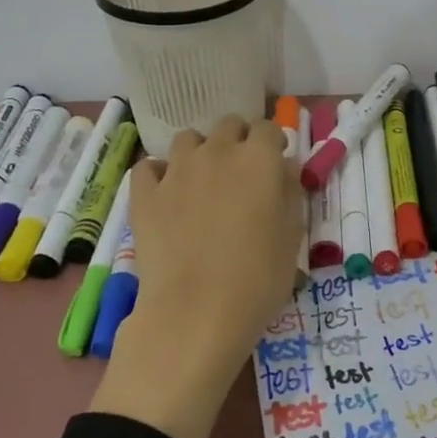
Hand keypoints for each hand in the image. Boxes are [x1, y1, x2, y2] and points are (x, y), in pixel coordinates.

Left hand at [90, 115, 304, 437]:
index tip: (274, 163)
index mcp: (260, 159)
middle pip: (228, 125)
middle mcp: (218, 152)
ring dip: (200, 152)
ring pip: (188, 139)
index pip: (267, 128)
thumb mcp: (292, 237)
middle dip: (237, 141)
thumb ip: (289, 194)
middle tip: (241, 173)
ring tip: (203, 181)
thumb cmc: (258, 278)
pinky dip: (159, 174)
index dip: (272, 143)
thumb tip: (284, 171)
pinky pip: (148, 167)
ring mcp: (177, 170)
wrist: (196, 312)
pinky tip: (166, 194)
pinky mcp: (145, 194)